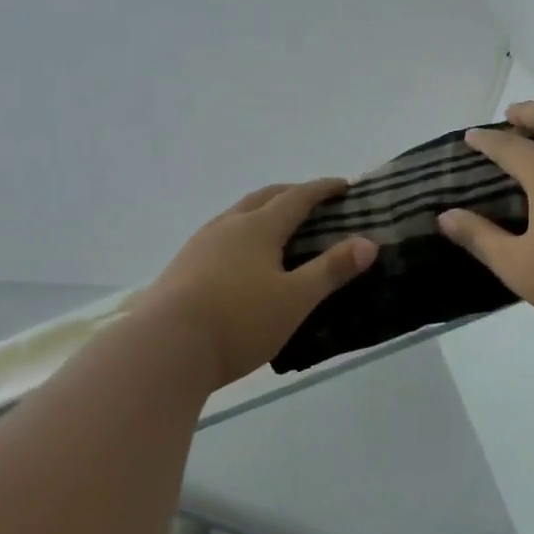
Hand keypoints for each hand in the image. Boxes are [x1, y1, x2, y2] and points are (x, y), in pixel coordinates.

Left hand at [139, 179, 376, 387]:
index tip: (343, 186)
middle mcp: (227, 226)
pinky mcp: (182, 266)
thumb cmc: (239, 321)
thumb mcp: (295, 299)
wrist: (165, 347)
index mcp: (257, 227)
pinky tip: (239, 259)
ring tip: (277, 229)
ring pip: (236, 215)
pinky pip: (219, 237)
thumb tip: (368, 243)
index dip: (322, 189)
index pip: (296, 197)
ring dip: (261, 212)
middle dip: (290, 194)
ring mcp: (199, 244)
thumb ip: (331, 270)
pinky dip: (241, 235)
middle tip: (312, 202)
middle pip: (263, 198)